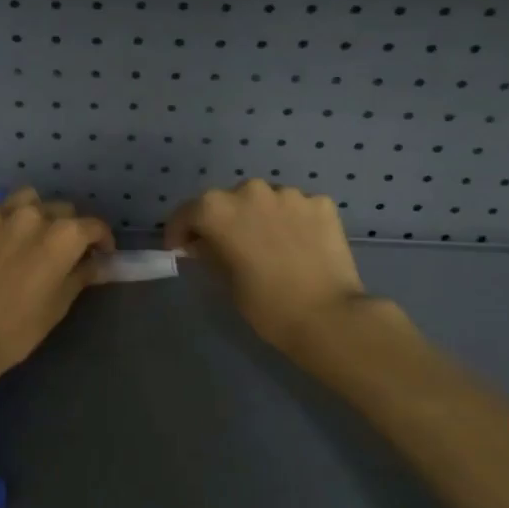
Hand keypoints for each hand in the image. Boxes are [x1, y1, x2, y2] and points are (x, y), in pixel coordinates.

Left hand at [0, 189, 114, 381]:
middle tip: (62, 250)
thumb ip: (81, 275)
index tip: (101, 254)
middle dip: (68, 226)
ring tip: (29, 234)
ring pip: (26, 199)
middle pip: (61, 209)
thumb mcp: (59, 304)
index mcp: (63, 235)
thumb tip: (99, 263)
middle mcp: (33, 215)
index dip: (102, 240)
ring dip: (34, 212)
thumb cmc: (19, 327)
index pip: (93, 226)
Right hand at [164, 179, 369, 355]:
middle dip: (222, 221)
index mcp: (217, 209)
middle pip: (226, 201)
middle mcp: (250, 190)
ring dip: (257, 216)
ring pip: (263, 200)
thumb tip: (204, 243)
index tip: (180, 249)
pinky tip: (296, 245)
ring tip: (266, 244)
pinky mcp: (320, 203)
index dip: (179, 232)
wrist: (329, 317)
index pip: (187, 213)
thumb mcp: (224, 281)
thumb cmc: (266, 305)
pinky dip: (290, 220)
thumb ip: (209, 253)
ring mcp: (289, 194)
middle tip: (226, 246)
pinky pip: (295, 207)